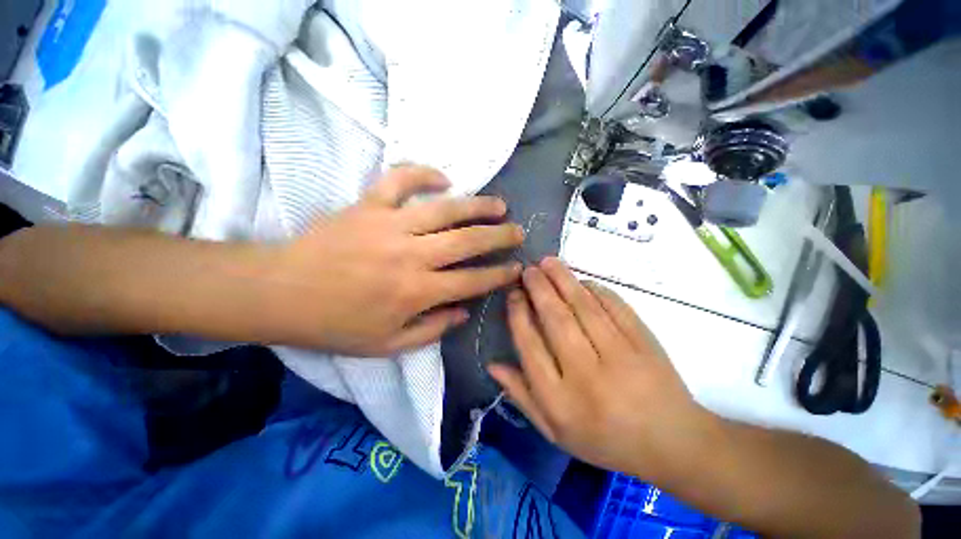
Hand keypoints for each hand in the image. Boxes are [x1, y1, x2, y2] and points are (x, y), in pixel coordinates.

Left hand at [267, 165, 523, 355]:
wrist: (280, 293)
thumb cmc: (334, 325)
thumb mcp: (387, 345)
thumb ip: (431, 330)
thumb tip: (463, 313)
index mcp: (417, 292)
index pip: (473, 282)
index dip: (499, 275)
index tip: (516, 268)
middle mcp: (412, 255)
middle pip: (468, 241)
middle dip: (499, 237)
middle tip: (518, 231)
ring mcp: (390, 225)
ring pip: (446, 209)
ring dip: (477, 206)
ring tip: (498, 204)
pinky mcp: (368, 205)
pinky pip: (400, 180)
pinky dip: (423, 174)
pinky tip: (443, 178)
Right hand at [488, 258, 712, 479]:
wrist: (671, 443)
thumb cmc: (604, 439)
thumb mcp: (554, 430)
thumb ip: (521, 395)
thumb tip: (492, 364)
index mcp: (560, 400)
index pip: (530, 346)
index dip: (518, 314)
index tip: (514, 294)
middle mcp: (586, 375)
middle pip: (556, 320)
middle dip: (539, 289)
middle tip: (528, 270)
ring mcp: (619, 356)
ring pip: (584, 307)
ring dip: (563, 280)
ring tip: (548, 262)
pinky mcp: (645, 343)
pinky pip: (615, 307)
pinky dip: (596, 290)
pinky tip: (583, 281)